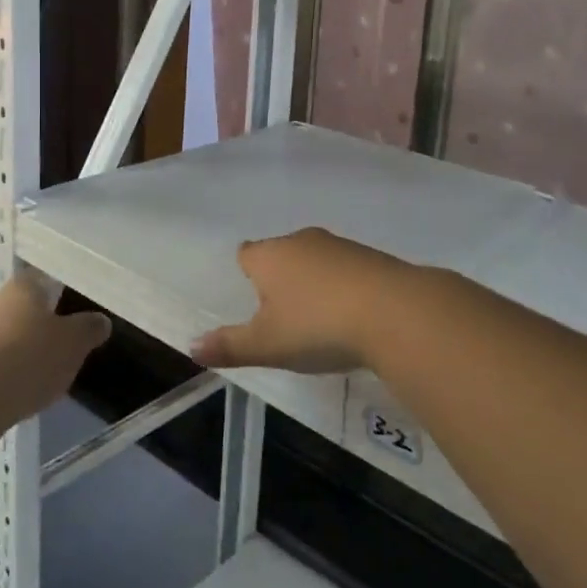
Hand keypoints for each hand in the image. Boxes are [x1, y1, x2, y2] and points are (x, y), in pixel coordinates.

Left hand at [0, 274, 109, 430]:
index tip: (80, 303)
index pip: (46, 277)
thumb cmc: (27, 358)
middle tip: (72, 344)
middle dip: (47, 326)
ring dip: (29, 354)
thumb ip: (88, 329)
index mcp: (24, 287)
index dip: (63, 289)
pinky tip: (26, 395)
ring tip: (53, 376)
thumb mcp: (73, 343)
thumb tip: (100, 320)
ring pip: (12, 339)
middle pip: (28, 309)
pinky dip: (13, 378)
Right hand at [190, 227, 419, 375]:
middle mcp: (300, 241)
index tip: (253, 302)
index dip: (246, 275)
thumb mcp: (268, 344)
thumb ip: (229, 346)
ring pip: (314, 259)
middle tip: (284, 316)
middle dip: (279, 278)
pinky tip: (352, 315)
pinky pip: (345, 268)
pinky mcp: (371, 256)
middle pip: (280, 254)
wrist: (394, 311)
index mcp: (269, 256)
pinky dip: (343, 286)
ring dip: (314, 282)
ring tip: (320, 319)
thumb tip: (191, 347)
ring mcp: (339, 245)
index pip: (246, 254)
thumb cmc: (318, 326)